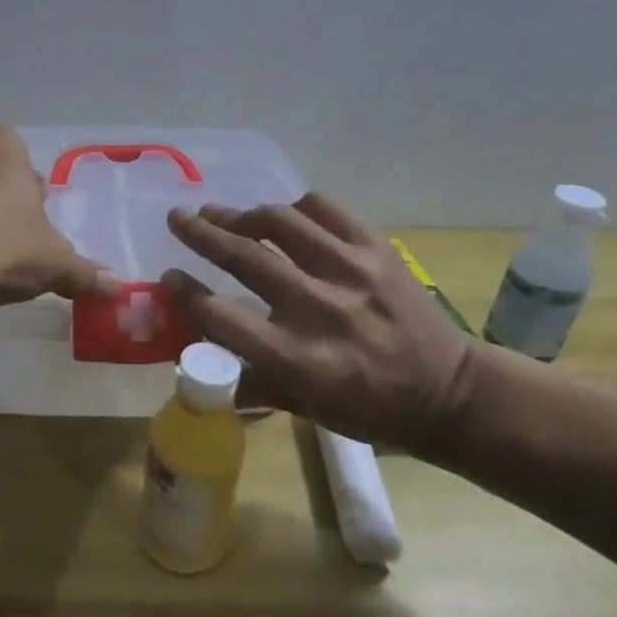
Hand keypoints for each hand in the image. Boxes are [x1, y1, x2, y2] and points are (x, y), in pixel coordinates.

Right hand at [162, 194, 477, 452]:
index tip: (168, 278)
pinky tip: (285, 216)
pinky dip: (296, 207)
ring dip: (243, 214)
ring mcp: (351, 272)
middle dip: (202, 234)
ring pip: (281, 222)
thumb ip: (250, 381)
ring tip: (223, 214)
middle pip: (245, 257)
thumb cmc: (367, 408)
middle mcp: (319, 309)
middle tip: (177, 218)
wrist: (448, 392)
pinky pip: (326, 208)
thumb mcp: (304, 409)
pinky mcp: (378, 249)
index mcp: (298, 359)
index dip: (187, 295)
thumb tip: (200, 360)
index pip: (223, 318)